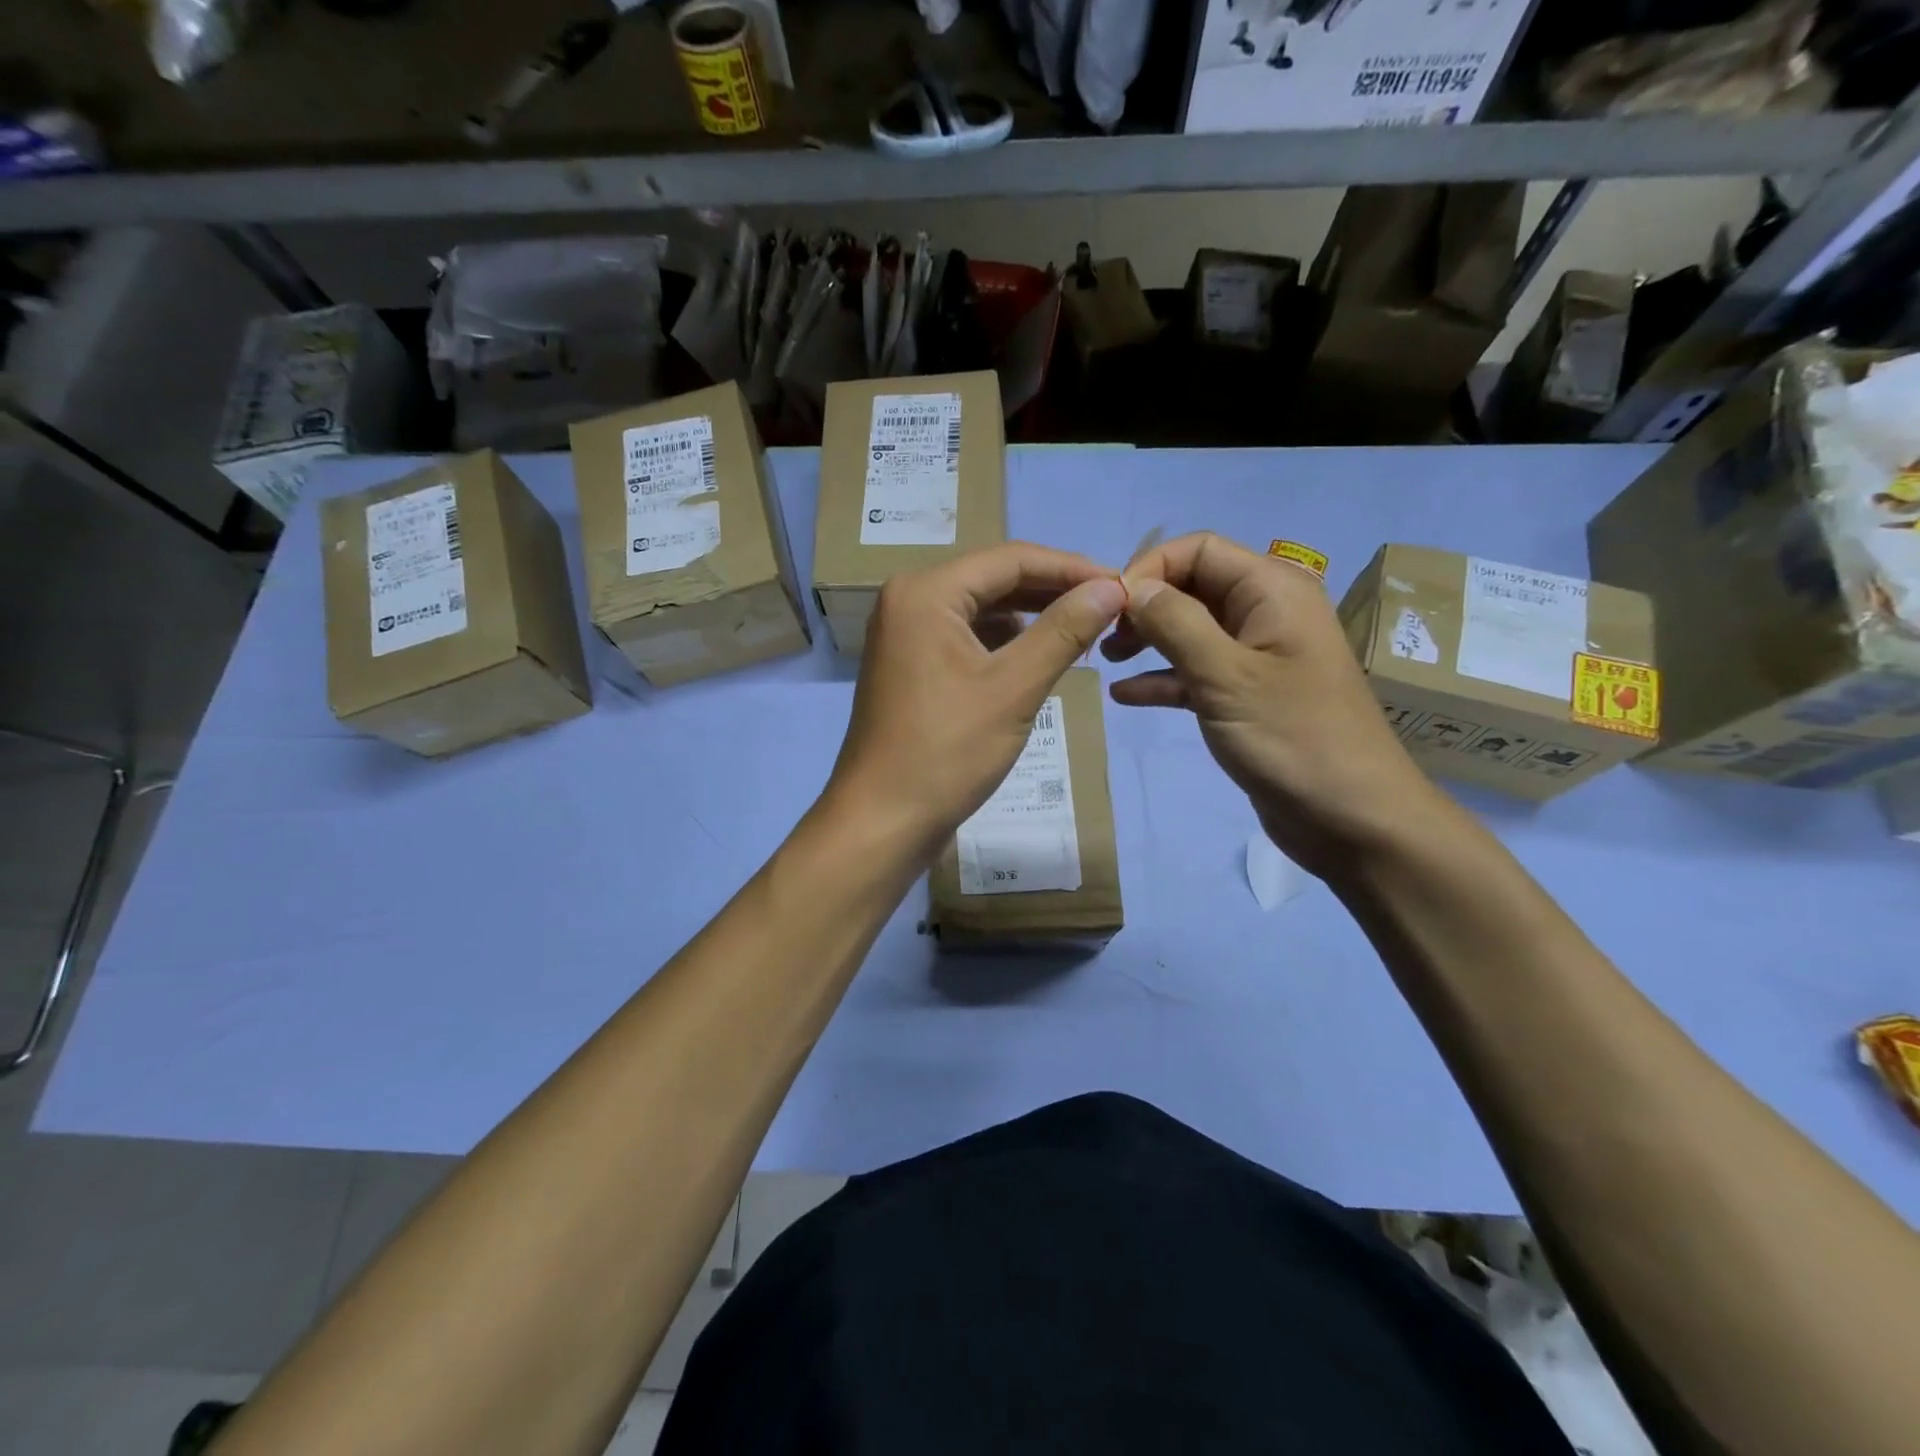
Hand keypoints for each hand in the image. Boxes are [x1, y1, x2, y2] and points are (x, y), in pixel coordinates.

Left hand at [826, 542, 1126, 861]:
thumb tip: (1112, 588)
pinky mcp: (911, 666)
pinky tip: (1040, 658)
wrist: (882, 822)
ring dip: (1032, 618)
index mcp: (925, 593)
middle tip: (1110, 608)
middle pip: (994, 580)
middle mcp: (909, 601)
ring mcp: (906, 635)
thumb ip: (1064, 631)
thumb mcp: (1013, 689)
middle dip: (1053, 592)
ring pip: (982, 610)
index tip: (1123, 585)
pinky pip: (967, 638)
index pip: (1011, 559)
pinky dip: (1005, 644)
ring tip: (1084, 631)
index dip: (1071, 568)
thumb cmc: (946, 753)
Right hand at [1104, 532, 1443, 877]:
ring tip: (1109, 662)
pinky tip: (1126, 696)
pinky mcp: (1248, 695)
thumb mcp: (1226, 675)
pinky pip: (1197, 672)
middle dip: (1145, 606)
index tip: (1108, 608)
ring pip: (1191, 630)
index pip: (1198, 550)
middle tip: (1104, 639)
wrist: (1353, 819)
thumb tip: (1130, 587)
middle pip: (1193, 586)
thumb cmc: (1293, 737)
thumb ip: (1175, 623)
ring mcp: (1258, 655)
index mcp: (1272, 590)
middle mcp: (1266, 612)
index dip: (1149, 569)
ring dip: (1149, 640)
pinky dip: (1164, 679)